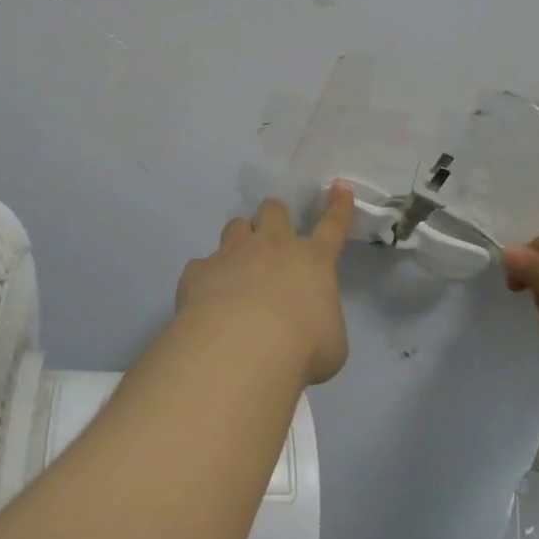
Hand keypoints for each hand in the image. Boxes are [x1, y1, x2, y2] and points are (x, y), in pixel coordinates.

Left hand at [175, 185, 355, 386]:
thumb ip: (321, 321)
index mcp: (313, 261)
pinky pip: (202, 265)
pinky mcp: (199, 271)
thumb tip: (310, 323)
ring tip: (238, 263)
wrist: (241, 350)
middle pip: (274, 210)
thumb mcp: (331, 342)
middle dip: (274, 216)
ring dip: (240, 239)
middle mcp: (272, 248)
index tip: (339, 188)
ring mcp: (232, 254)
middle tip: (272, 236)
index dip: (338, 206)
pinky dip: (207, 278)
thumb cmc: (301, 348)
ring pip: (235, 226)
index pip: (332, 226)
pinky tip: (206, 299)